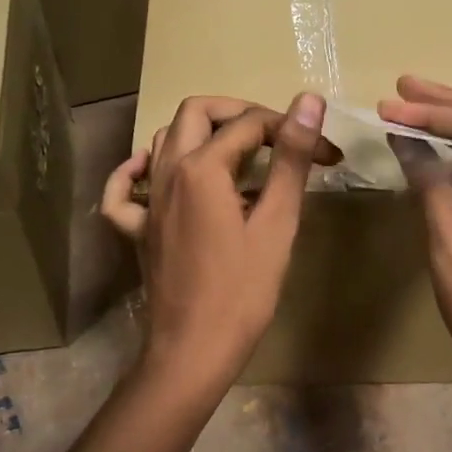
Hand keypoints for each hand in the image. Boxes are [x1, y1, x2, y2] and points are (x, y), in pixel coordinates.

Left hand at [101, 94, 336, 395]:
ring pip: (164, 141)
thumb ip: (290, 159)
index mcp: (201, 168)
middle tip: (277, 137)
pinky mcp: (137, 230)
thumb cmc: (242, 292)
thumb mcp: (277, 223)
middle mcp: (166, 172)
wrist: (193, 350)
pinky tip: (156, 173)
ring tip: (239, 154)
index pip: (250, 124)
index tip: (327, 157)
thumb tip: (308, 101)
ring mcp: (146, 201)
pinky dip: (137, 172)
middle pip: (197, 113)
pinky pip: (124, 190)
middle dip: (241, 114)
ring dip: (201, 134)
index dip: (293, 131)